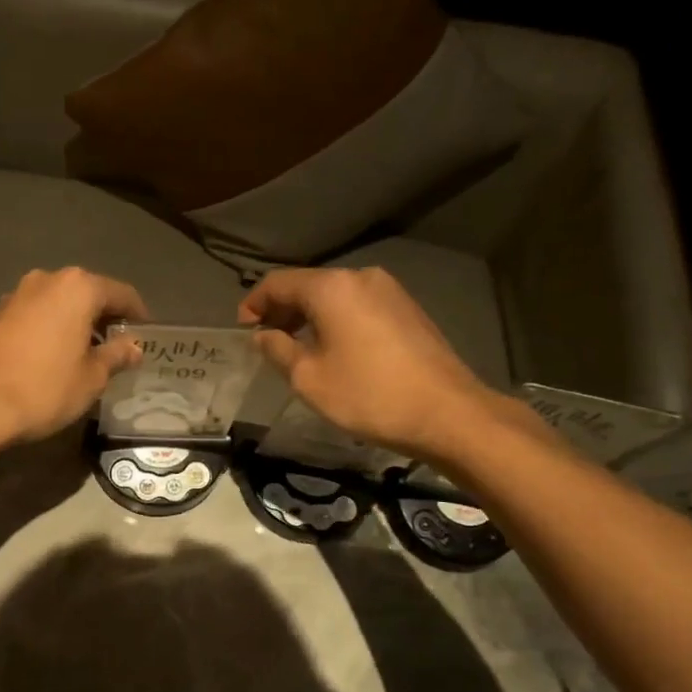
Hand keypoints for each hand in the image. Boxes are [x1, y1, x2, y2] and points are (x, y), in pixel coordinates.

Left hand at [0, 268, 148, 443]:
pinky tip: (54, 355)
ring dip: (76, 322)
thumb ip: (116, 355)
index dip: (138, 315)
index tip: (146, 336)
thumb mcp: (92, 377)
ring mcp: (17, 294)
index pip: (121, 294)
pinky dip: (52, 328)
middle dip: (105, 318)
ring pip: (60, 302)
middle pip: (88, 293)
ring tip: (86, 353)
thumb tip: (133, 347)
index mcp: (78, 288)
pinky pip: (37, 314)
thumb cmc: (46, 388)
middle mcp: (47, 279)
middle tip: (118, 347)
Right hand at [238, 267, 532, 461]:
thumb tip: (264, 335)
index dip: (255, 303)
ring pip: (335, 296)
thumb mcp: (309, 378)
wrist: (447, 413)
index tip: (243, 327)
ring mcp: (390, 291)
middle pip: (309, 285)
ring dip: (310, 316)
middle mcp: (361, 277)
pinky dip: (337, 320)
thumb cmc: (368, 395)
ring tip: (296, 347)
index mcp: (332, 288)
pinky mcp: (408, 309)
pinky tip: (333, 348)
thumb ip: (278, 350)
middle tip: (266, 339)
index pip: (279, 282)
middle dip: (283, 309)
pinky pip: (359, 306)